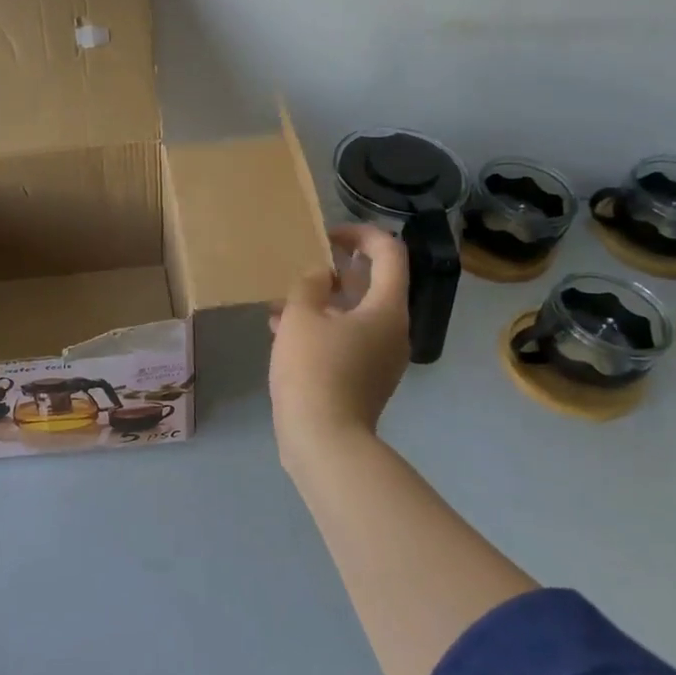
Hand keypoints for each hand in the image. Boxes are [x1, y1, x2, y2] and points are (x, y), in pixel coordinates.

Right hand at [268, 224, 409, 454]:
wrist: (324, 441)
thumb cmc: (314, 370)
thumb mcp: (300, 317)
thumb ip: (309, 285)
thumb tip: (319, 275)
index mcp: (387, 309)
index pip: (389, 253)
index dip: (361, 233)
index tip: (327, 235)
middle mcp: (393, 330)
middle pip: (373, 285)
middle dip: (336, 270)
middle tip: (303, 265)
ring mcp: (381, 358)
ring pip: (354, 314)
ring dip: (322, 301)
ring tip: (282, 301)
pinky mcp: (364, 379)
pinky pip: (347, 340)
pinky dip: (322, 328)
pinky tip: (283, 331)